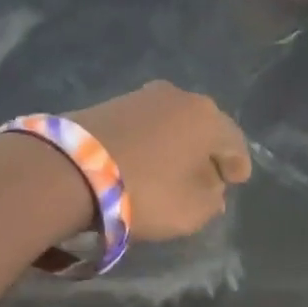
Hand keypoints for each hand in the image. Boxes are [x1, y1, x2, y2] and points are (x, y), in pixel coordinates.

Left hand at [72, 81, 252, 240]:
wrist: (69, 170)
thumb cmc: (146, 191)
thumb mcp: (193, 210)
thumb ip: (212, 199)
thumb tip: (211, 187)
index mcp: (208, 118)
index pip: (234, 143)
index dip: (238, 165)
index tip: (236, 182)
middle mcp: (180, 97)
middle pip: (204, 128)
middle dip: (207, 152)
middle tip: (207, 175)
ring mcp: (142, 96)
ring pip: (172, 124)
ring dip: (177, 145)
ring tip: (173, 169)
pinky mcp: (109, 103)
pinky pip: (144, 126)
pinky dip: (151, 143)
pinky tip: (145, 161)